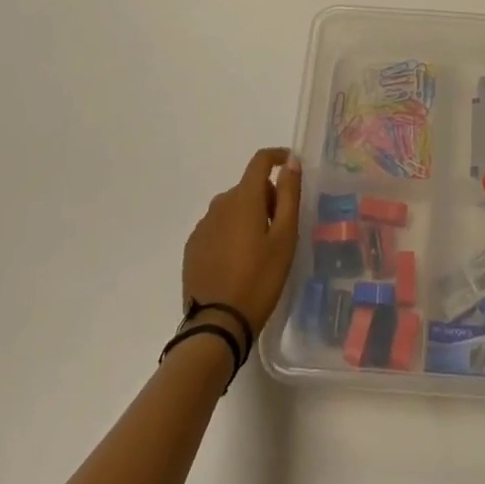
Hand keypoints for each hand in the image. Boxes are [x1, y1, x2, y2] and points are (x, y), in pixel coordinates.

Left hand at [181, 148, 302, 330]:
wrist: (217, 326)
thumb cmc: (259, 279)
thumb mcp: (285, 237)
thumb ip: (289, 195)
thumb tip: (291, 162)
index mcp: (244, 198)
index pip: (260, 161)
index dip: (278, 157)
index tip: (291, 165)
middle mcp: (220, 204)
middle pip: (248, 187)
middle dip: (267, 197)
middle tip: (280, 229)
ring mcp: (203, 226)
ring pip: (232, 207)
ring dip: (248, 216)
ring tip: (260, 250)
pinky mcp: (193, 247)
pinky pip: (217, 227)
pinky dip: (231, 233)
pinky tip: (238, 262)